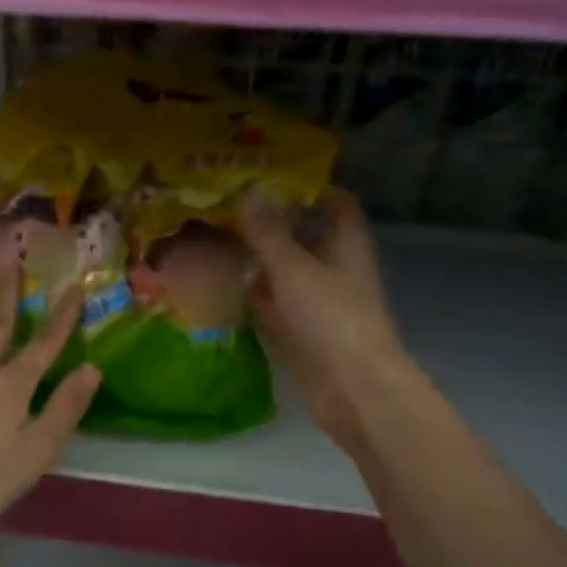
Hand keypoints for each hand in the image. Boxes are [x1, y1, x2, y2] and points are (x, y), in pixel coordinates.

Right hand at [239, 188, 411, 453]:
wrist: (352, 389)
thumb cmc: (331, 319)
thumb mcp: (295, 269)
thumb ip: (268, 233)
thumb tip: (248, 190)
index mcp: (346, 246)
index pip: (336, 205)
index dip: (311, 189)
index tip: (272, 177)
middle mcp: (334, 271)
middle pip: (305, 238)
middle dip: (271, 225)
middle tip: (228, 209)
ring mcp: (317, 305)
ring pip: (285, 274)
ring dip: (257, 261)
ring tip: (215, 242)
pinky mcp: (301, 334)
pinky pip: (273, 306)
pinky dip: (252, 296)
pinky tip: (221, 288)